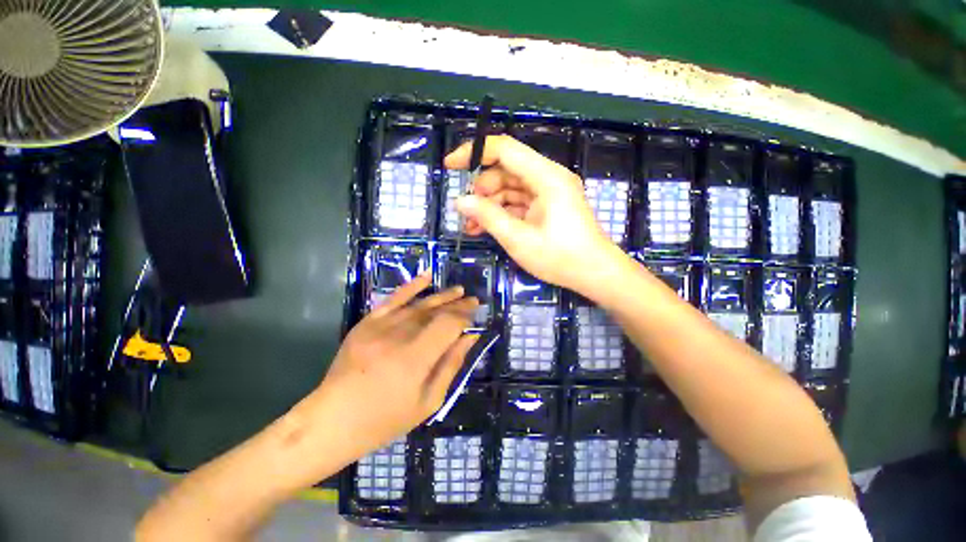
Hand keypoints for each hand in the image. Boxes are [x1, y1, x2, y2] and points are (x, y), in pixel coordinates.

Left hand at [314, 274, 478, 455]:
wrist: (332, 420)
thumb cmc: (385, 419)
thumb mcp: (428, 401)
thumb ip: (451, 365)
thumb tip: (470, 337)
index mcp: (415, 358)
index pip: (448, 325)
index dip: (464, 317)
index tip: (475, 315)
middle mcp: (398, 336)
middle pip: (436, 312)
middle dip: (457, 305)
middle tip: (473, 301)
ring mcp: (380, 326)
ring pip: (419, 304)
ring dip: (442, 296)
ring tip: (459, 291)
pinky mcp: (367, 323)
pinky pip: (393, 298)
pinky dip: (411, 286)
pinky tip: (427, 276)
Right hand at [445, 135, 621, 293]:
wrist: (595, 274)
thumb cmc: (560, 257)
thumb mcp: (519, 239)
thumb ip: (488, 217)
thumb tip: (460, 201)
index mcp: (546, 177)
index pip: (504, 149)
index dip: (474, 152)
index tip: (450, 166)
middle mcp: (548, 178)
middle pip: (506, 171)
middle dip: (482, 190)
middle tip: (466, 213)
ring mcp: (549, 193)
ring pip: (510, 188)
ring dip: (489, 205)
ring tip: (471, 227)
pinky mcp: (548, 207)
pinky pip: (519, 203)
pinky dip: (502, 213)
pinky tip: (486, 229)